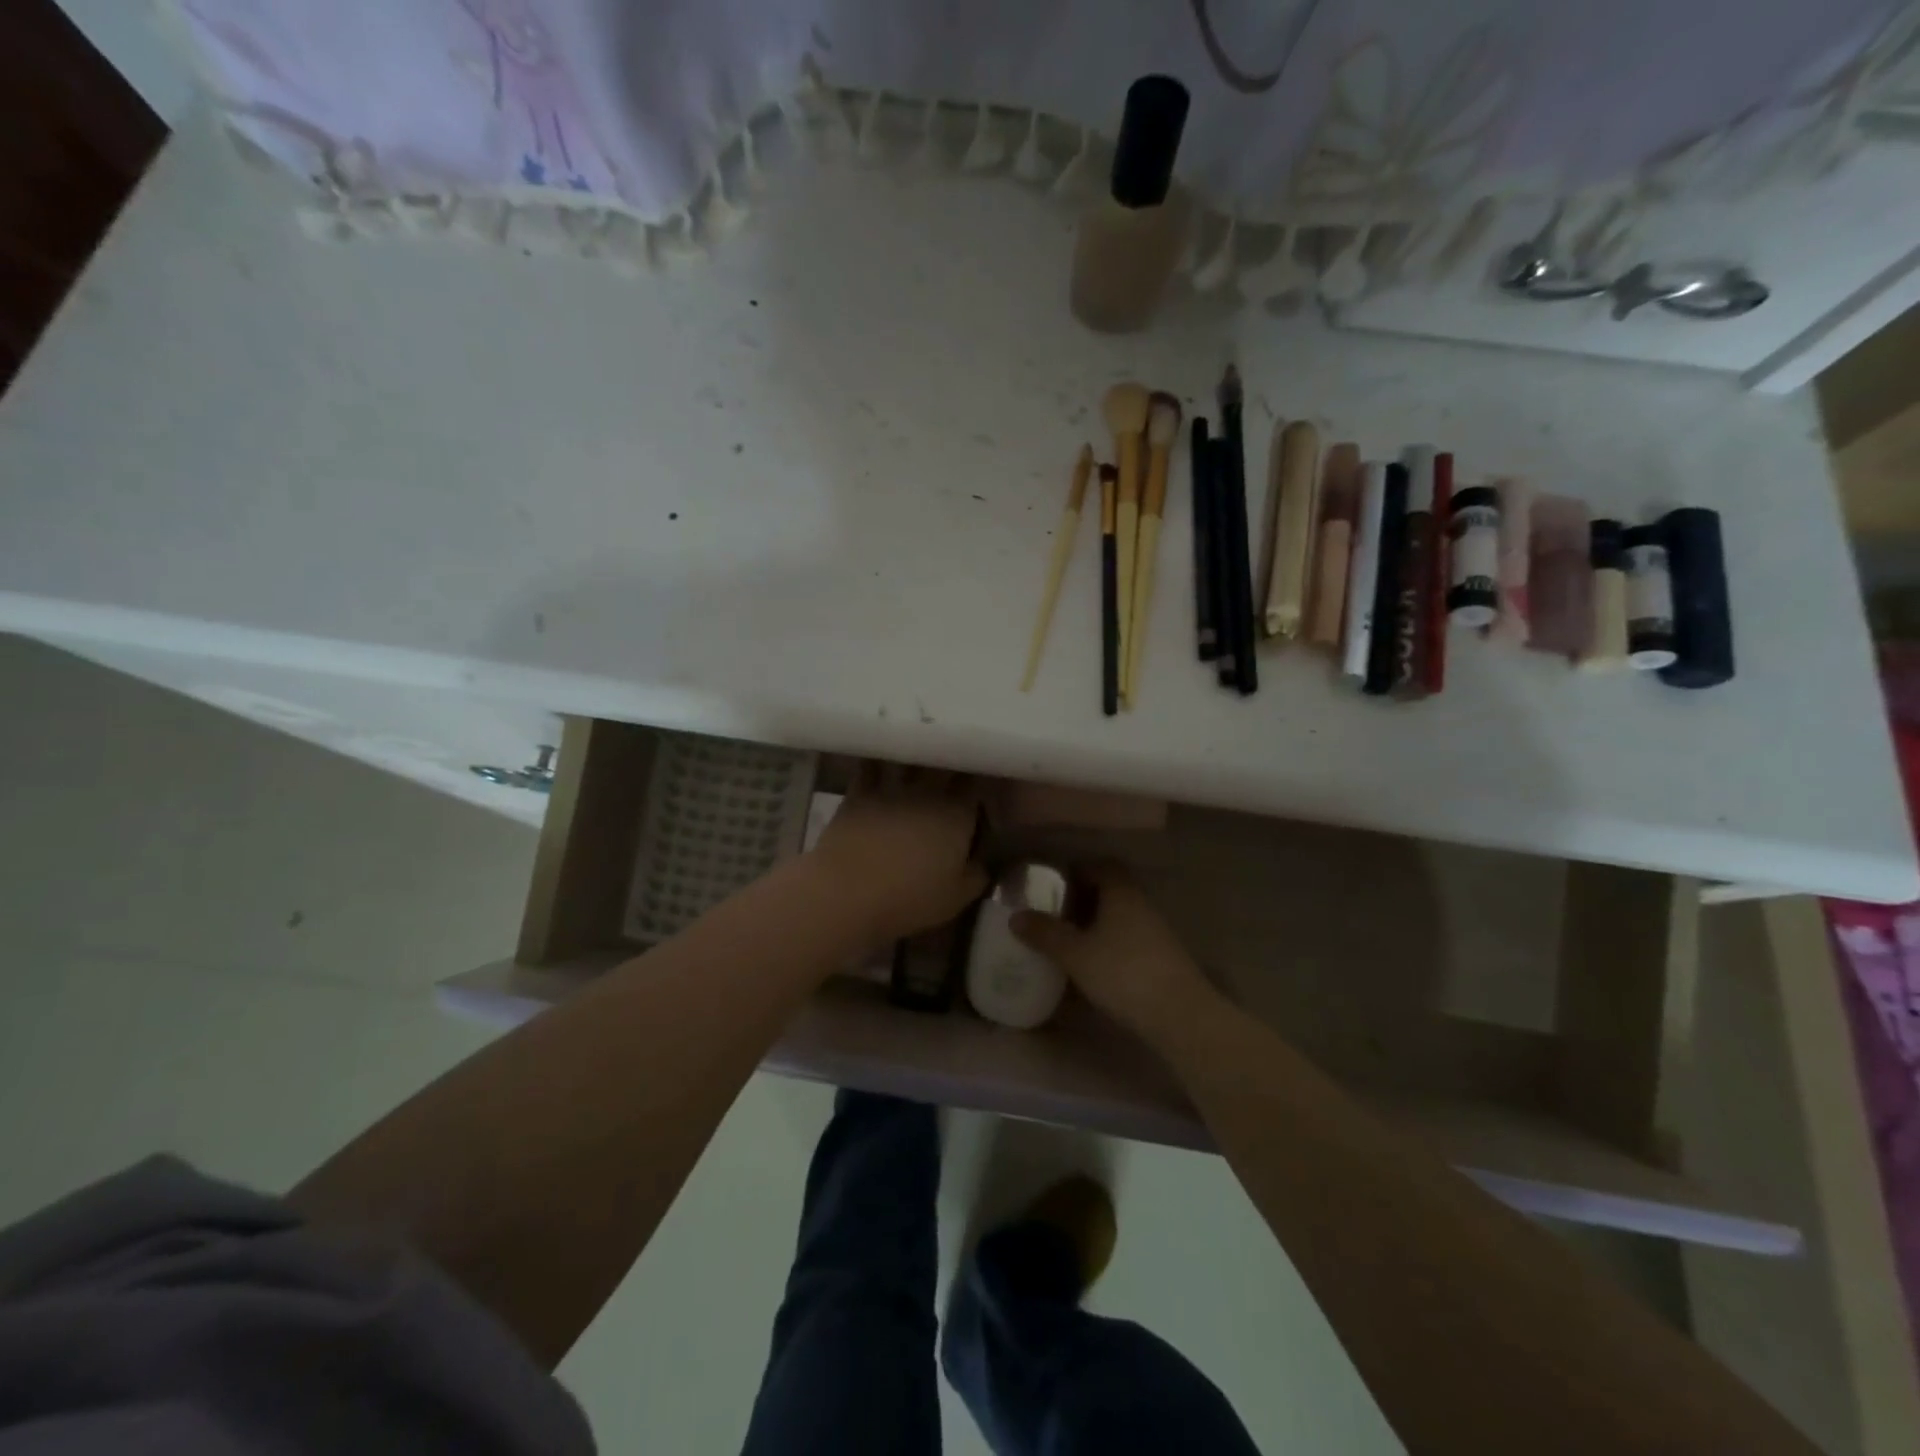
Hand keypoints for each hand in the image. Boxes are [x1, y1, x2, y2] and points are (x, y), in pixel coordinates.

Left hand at [808, 765, 987, 950]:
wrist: (847, 892)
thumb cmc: (909, 898)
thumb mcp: (957, 897)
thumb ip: (978, 875)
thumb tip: (985, 862)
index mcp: (958, 813)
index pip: (979, 781)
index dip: (983, 779)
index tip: (985, 783)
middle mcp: (928, 791)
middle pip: (946, 763)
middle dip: (953, 763)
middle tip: (957, 770)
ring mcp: (891, 787)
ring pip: (910, 759)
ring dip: (918, 758)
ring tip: (922, 761)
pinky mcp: (858, 791)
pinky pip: (872, 766)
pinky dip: (879, 762)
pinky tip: (881, 761)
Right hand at [1010, 865, 1218, 1040]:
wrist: (1180, 1015)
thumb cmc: (1123, 972)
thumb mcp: (1076, 954)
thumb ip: (1045, 934)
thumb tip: (1015, 916)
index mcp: (1121, 893)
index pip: (1101, 866)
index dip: (1078, 870)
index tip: (1054, 884)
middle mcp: (1141, 904)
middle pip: (1111, 890)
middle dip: (1084, 899)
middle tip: (1055, 913)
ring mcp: (1156, 932)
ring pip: (1121, 917)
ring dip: (1098, 924)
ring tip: (1070, 941)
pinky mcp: (1163, 958)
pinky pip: (1130, 939)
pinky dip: (1111, 944)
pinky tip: (1095, 966)